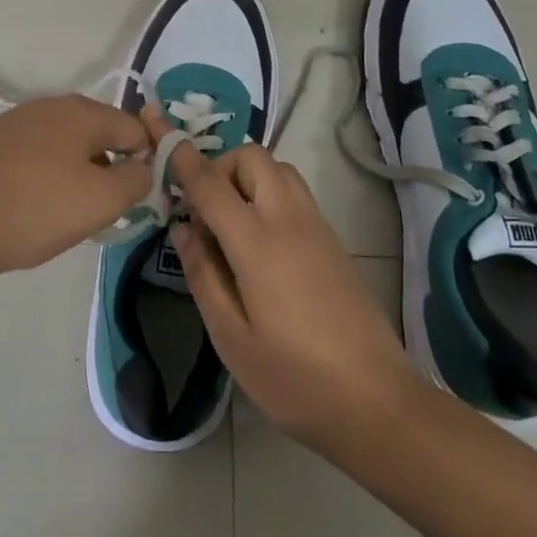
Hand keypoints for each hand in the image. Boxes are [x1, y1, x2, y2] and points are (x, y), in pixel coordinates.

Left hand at [0, 94, 150, 285]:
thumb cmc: (34, 210)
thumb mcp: (101, 202)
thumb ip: (136, 180)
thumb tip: (143, 167)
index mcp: (81, 111)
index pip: (134, 128)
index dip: (145, 161)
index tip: (136, 199)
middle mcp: (50, 105)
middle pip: (99, 133)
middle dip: (108, 168)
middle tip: (101, 210)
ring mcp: (16, 120)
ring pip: (66, 144)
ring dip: (77, 172)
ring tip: (65, 213)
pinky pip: (36, 153)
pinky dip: (45, 175)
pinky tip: (32, 206)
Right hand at [147, 106, 419, 448]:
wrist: (378, 403)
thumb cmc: (294, 379)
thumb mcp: (231, 338)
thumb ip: (203, 274)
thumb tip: (183, 228)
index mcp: (257, 242)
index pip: (210, 182)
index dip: (181, 156)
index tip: (158, 133)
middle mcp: (288, 219)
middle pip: (252, 157)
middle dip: (220, 166)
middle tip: (204, 210)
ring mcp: (316, 226)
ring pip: (278, 169)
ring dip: (248, 177)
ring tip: (231, 224)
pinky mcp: (333, 240)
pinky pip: (294, 192)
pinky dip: (269, 193)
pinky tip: (261, 242)